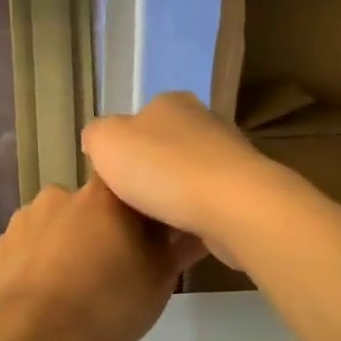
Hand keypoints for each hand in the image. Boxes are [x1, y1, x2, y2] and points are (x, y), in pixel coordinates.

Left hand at [0, 177, 202, 340]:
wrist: (28, 337)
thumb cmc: (105, 301)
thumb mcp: (160, 280)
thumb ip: (177, 248)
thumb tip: (191, 229)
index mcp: (103, 195)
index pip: (132, 189)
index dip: (145, 218)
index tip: (152, 248)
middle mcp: (61, 197)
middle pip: (95, 222)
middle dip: (109, 256)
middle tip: (122, 297)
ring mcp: (24, 223)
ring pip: (64, 250)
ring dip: (78, 279)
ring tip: (91, 333)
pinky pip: (35, 267)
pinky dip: (48, 290)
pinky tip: (60, 329)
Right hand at [81, 92, 275, 266]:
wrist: (231, 206)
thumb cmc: (161, 168)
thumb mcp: (105, 142)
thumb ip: (96, 136)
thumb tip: (100, 142)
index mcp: (170, 103)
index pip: (138, 121)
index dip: (121, 150)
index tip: (112, 180)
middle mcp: (204, 122)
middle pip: (164, 149)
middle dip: (148, 175)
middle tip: (128, 205)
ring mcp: (229, 156)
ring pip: (188, 178)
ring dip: (173, 198)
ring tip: (151, 227)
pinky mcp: (245, 191)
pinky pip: (208, 204)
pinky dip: (194, 217)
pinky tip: (180, 237)